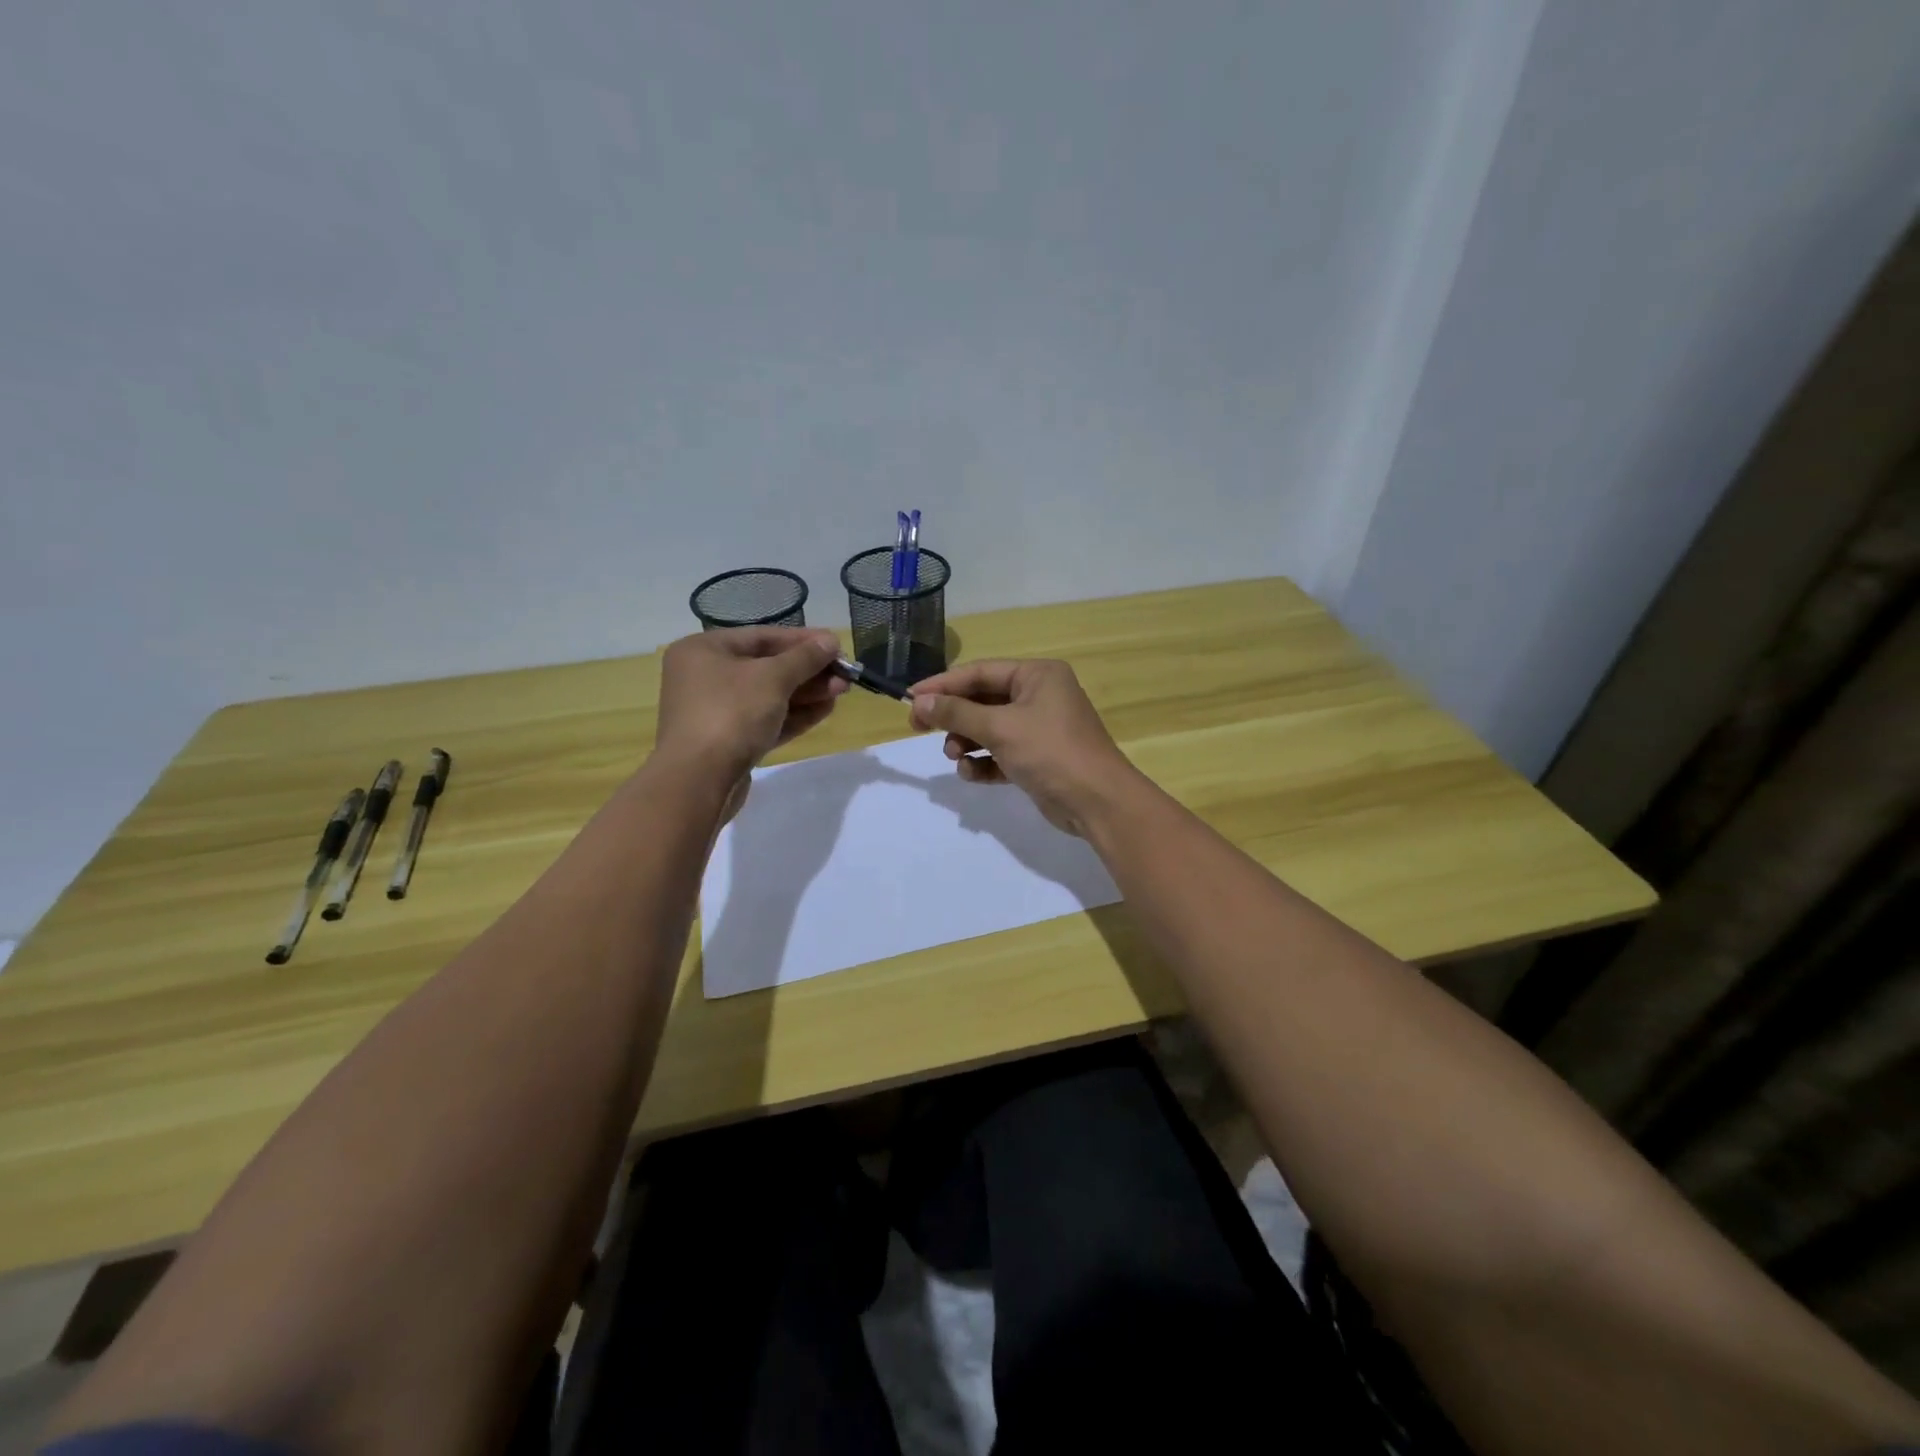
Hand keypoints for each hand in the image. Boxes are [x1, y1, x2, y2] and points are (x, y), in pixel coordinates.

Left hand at [655, 628, 848, 785]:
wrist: (699, 781)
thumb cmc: (731, 714)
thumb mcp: (772, 678)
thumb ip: (804, 658)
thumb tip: (830, 641)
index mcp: (704, 650)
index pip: (762, 637)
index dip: (803, 640)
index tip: (836, 645)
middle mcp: (705, 677)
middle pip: (767, 667)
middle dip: (808, 671)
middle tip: (844, 675)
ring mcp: (717, 712)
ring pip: (769, 696)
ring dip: (807, 693)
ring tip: (841, 692)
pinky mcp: (729, 742)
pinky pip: (766, 721)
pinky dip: (794, 715)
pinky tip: (825, 710)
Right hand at [907, 659, 1138, 835]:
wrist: (1097, 802)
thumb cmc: (1051, 752)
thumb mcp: (1000, 728)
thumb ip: (957, 713)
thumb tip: (921, 702)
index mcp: (1037, 676)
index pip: (980, 672)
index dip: (943, 685)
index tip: (910, 699)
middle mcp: (1039, 696)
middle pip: (983, 700)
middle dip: (954, 717)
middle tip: (920, 728)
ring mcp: (1039, 729)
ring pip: (989, 728)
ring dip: (966, 741)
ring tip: (954, 756)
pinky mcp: (1037, 759)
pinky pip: (1001, 753)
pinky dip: (984, 761)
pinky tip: (972, 773)